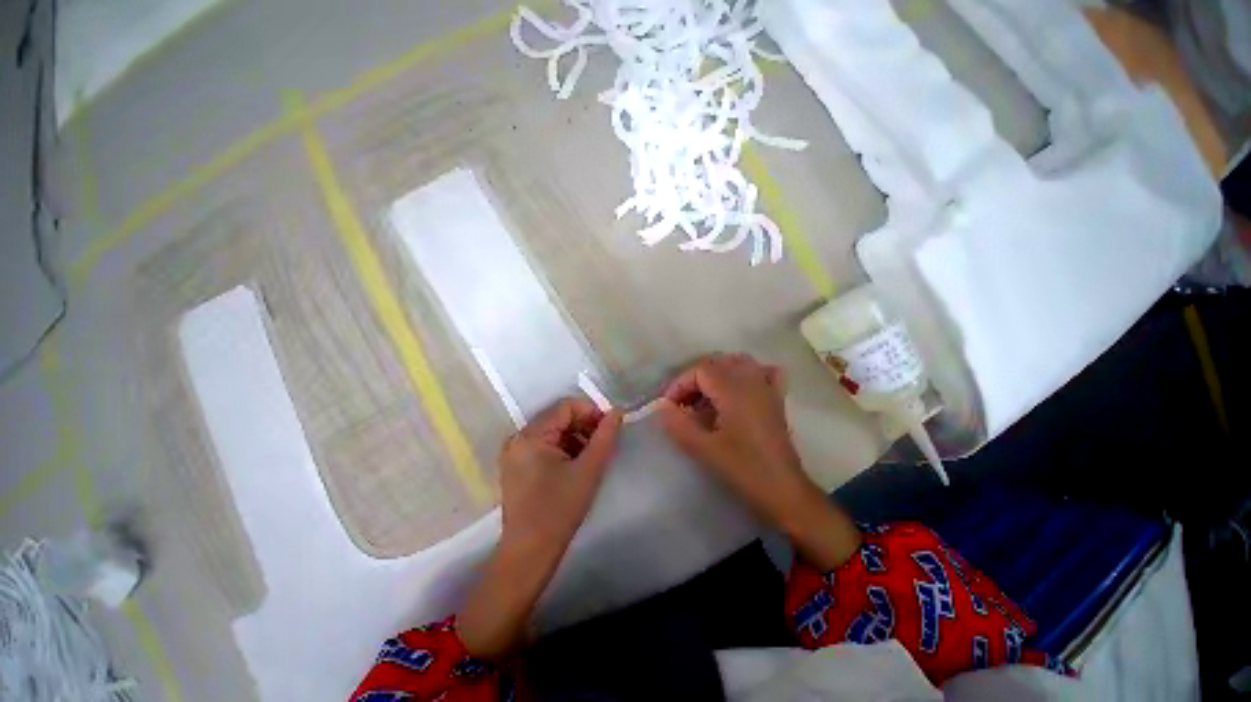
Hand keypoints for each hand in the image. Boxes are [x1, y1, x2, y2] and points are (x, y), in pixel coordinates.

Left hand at [498, 398, 622, 551]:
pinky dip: (563, 448)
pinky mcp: (516, 465)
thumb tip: (617, 411)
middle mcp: (518, 438)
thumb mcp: (589, 470)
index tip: (609, 428)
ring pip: (553, 431)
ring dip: (575, 437)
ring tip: (591, 456)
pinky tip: (576, 465)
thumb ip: (605, 436)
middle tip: (603, 443)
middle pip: (558, 417)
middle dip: (584, 425)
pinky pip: (544, 444)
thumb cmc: (560, 510)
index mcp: (531, 436)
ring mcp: (514, 452)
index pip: (566, 406)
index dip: (591, 412)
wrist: (529, 553)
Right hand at [658, 354, 859, 569]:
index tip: (669, 406)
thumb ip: (679, 424)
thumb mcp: (704, 449)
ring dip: (716, 373)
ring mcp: (767, 387)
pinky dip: (746, 373)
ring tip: (703, 396)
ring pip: (738, 363)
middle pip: (716, 363)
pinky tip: (738, 388)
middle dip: (694, 379)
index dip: (679, 384)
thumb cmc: (744, 469)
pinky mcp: (776, 398)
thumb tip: (662, 406)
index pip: (699, 370)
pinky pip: (762, 372)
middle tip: (682, 403)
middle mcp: (751, 380)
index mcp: (733, 390)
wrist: (784, 491)